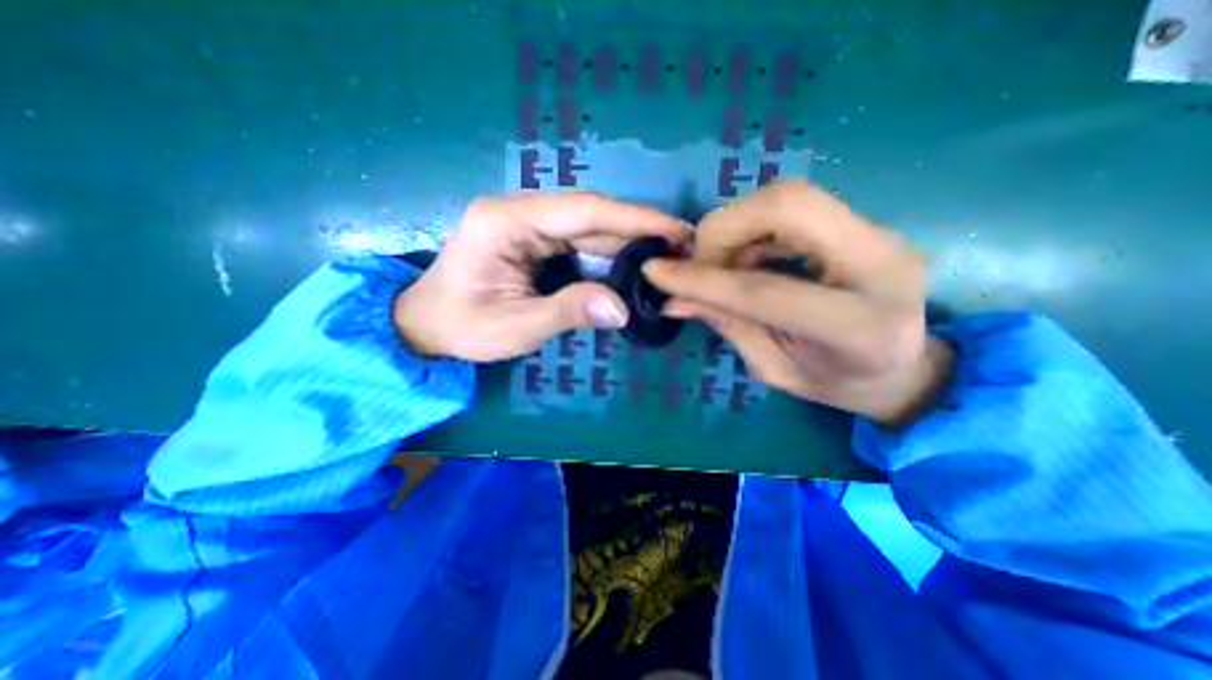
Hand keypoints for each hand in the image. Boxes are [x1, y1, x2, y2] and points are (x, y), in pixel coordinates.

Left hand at [394, 192, 684, 360]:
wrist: (427, 325)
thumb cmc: (463, 327)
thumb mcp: (515, 327)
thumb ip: (567, 312)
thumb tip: (622, 309)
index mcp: (505, 222)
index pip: (582, 211)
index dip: (633, 218)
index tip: (674, 229)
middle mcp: (517, 211)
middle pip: (589, 214)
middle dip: (638, 227)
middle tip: (681, 243)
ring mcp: (525, 223)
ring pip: (587, 225)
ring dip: (627, 238)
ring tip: (666, 252)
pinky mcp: (532, 238)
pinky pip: (578, 239)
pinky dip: (608, 250)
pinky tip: (633, 261)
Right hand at [648, 180, 951, 424]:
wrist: (903, 370)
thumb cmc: (837, 384)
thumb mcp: (774, 367)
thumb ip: (727, 324)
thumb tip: (672, 298)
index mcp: (857, 326)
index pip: (762, 289)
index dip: (702, 279)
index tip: (654, 272)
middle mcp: (880, 262)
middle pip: (786, 206)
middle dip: (723, 230)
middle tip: (698, 264)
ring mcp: (878, 234)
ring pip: (787, 198)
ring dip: (735, 229)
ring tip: (720, 267)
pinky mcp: (863, 225)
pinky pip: (793, 207)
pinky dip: (753, 229)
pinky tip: (745, 259)